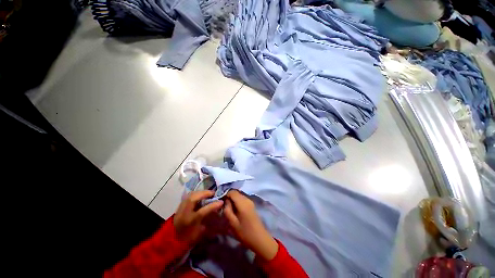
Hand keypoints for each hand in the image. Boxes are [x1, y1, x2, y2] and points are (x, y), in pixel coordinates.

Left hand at [173, 190, 223, 245]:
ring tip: (208, 193)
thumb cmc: (188, 239)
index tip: (221, 201)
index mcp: (189, 222)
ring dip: (200, 192)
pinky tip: (200, 195)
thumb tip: (216, 212)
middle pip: (193, 198)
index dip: (213, 205)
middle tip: (213, 193)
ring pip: (190, 195)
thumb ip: (207, 222)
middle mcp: (184, 213)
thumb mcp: (199, 233)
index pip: (203, 211)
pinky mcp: (180, 206)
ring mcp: (181, 208)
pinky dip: (196, 193)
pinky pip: (188, 196)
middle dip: (205, 193)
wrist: (172, 241)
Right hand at [223, 190, 278, 260]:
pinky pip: (242, 199)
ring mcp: (250, 201)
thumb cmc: (245, 233)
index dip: (226, 194)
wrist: (259, 238)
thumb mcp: (232, 223)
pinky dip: (237, 202)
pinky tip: (235, 210)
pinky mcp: (252, 204)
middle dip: (229, 197)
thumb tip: (226, 201)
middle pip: (236, 193)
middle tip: (224, 206)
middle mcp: (247, 199)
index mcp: (242, 203)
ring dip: (233, 199)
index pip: (232, 192)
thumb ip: (227, 210)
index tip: (221, 202)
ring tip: (229, 209)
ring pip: (239, 195)